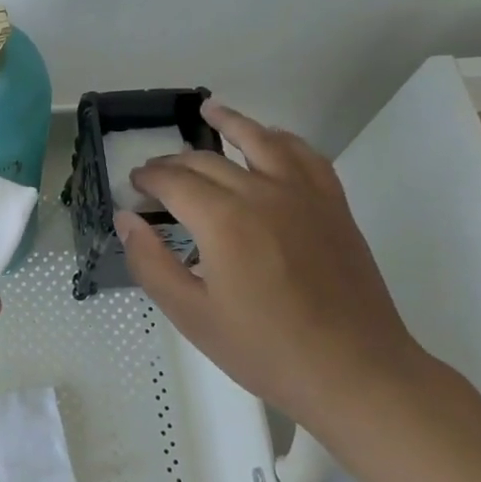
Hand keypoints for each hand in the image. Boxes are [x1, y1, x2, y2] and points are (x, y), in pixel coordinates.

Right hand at [117, 100, 419, 422]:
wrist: (354, 372)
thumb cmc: (265, 349)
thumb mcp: (191, 315)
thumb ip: (151, 262)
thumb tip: (126, 218)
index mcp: (223, 220)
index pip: (174, 182)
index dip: (148, 179)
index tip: (133, 186)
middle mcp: (261, 193)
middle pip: (207, 161)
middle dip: (174, 162)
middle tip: (155, 173)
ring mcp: (303, 195)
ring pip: (260, 141)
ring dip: (230, 122)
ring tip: (209, 109)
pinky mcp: (332, 206)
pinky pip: (306, 156)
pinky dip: (283, 139)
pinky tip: (272, 138)